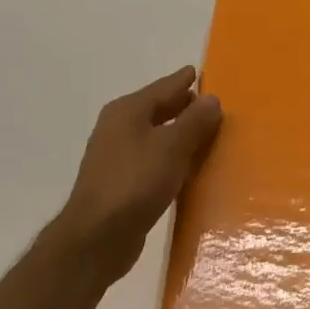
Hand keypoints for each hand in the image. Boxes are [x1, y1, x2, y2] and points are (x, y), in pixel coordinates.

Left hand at [49, 67, 223, 283]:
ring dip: (178, 134)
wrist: (97, 236)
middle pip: (157, 110)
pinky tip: (186, 167)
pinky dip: (170, 157)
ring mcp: (116, 156)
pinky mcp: (120, 182)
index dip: (184, 81)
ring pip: (155, 136)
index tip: (200, 72)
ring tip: (206, 134)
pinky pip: (152, 159)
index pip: (163, 87)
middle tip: (211, 104)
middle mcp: (118, 128)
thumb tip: (212, 98)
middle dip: (182, 106)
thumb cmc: (135, 182)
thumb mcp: (172, 148)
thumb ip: (194, 122)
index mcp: (127, 111)